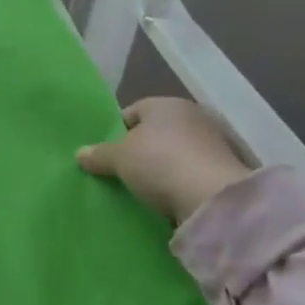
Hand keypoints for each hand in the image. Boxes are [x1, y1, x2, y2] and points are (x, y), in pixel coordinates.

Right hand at [78, 98, 253, 223]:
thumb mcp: (120, 158)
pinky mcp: (224, 171)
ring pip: (175, 155)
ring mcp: (212, 144)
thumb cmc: (160, 163)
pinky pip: (191, 174)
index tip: (107, 155)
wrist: (214, 200)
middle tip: (122, 173)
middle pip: (155, 133)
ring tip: (144, 191)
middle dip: (140, 151)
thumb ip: (100, 154)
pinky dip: (180, 184)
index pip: (133, 112)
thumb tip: (80, 153)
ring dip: (162, 169)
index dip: (117, 132)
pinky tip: (168, 200)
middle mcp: (192, 117)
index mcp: (165, 104)